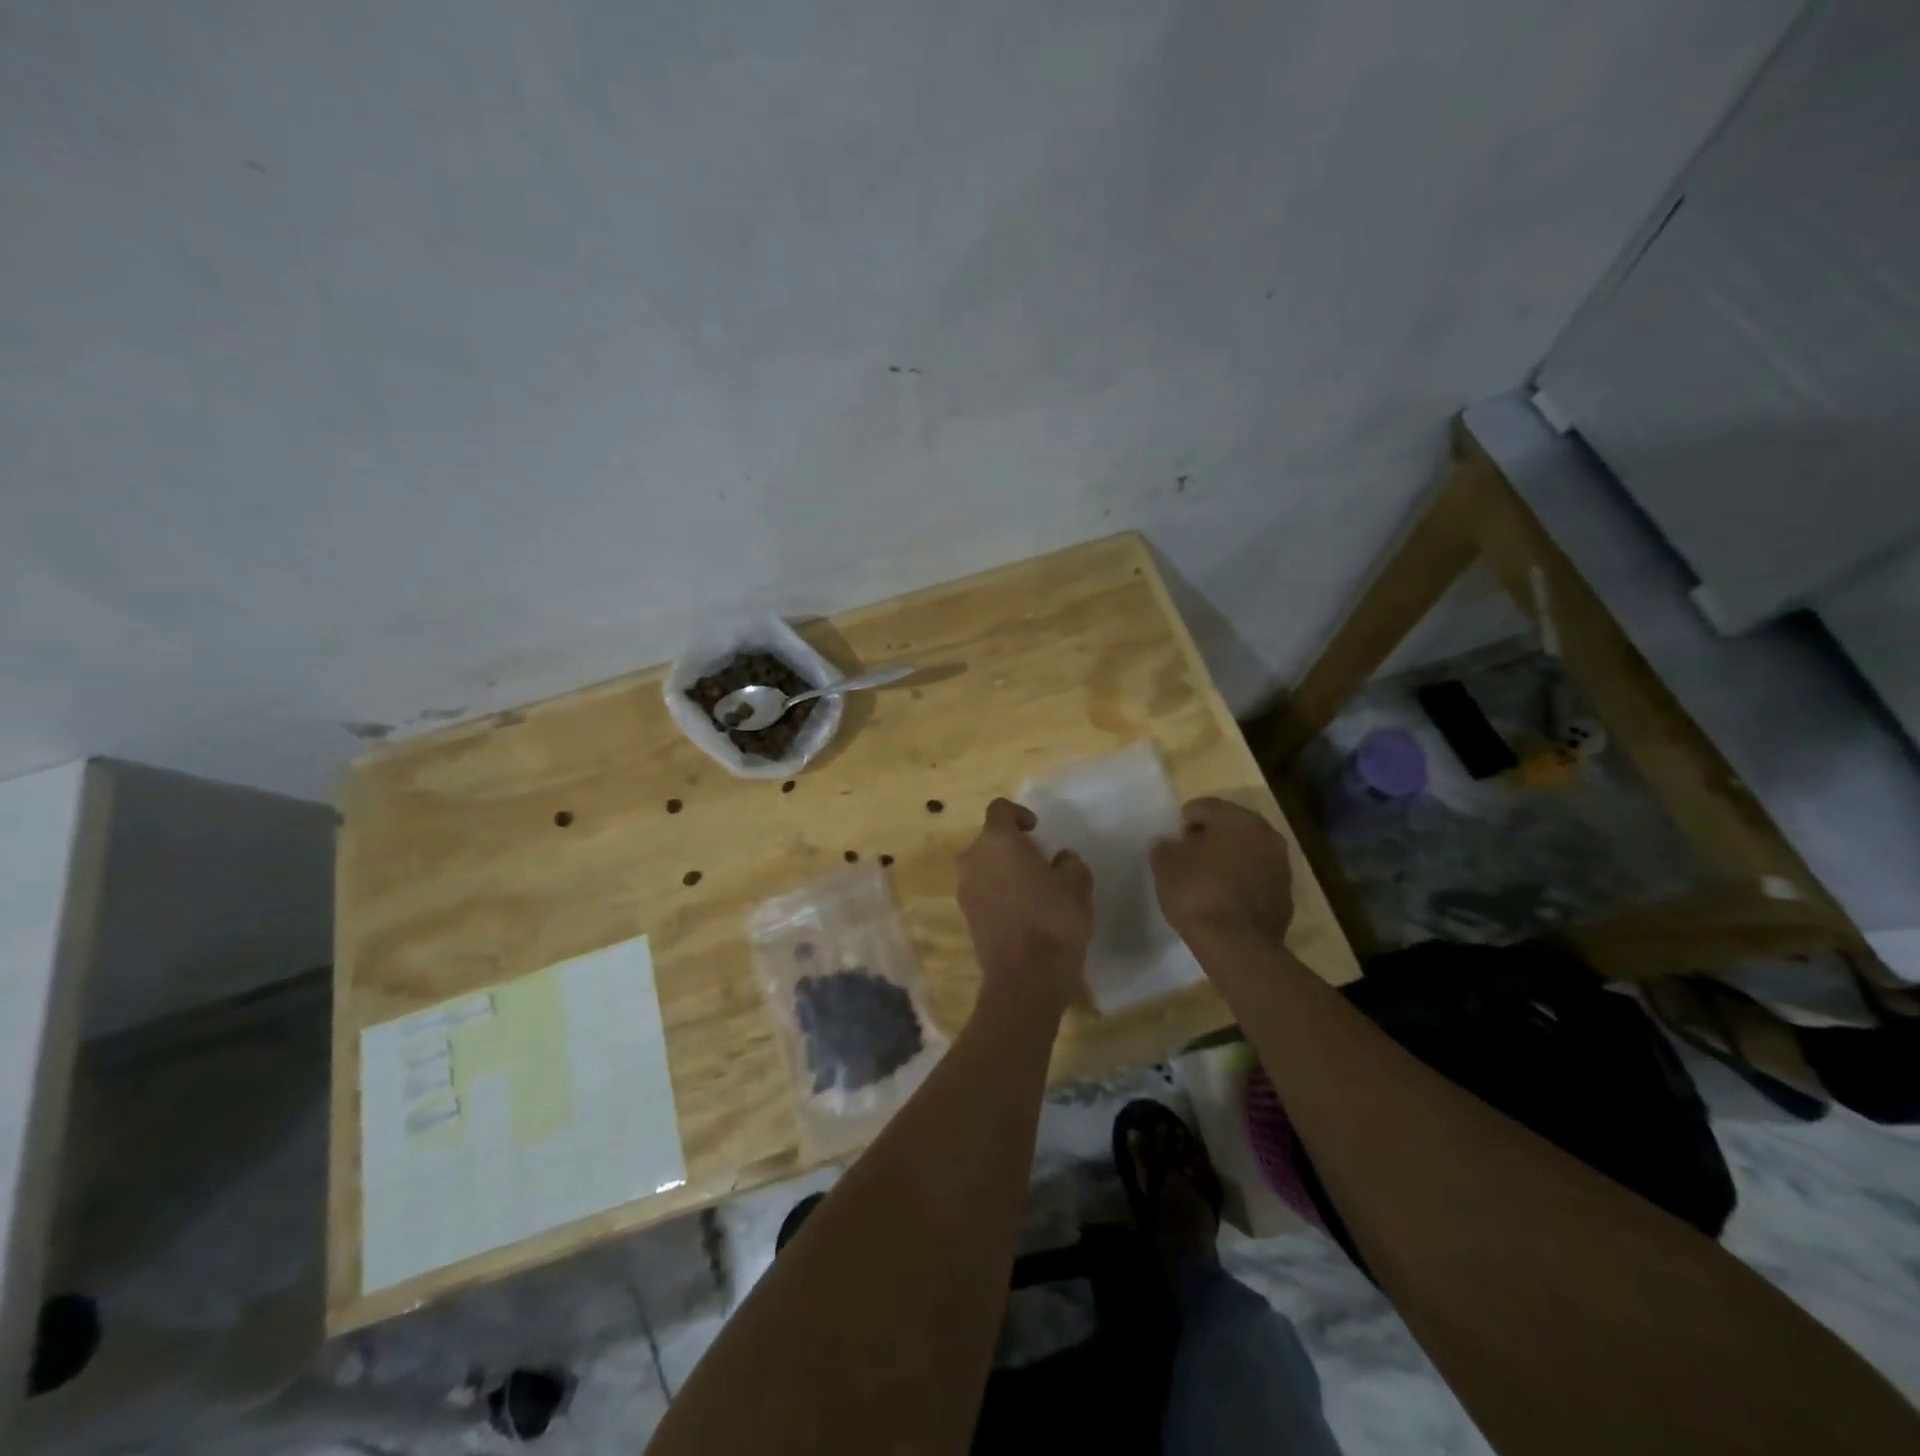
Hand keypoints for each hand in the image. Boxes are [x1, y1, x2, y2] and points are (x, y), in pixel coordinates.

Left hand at [956, 798, 1093, 1012]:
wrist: (1026, 977)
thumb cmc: (1054, 919)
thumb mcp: (1077, 884)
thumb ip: (1069, 863)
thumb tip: (1061, 859)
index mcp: (997, 841)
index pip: (1000, 810)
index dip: (1019, 814)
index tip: (1037, 830)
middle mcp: (973, 859)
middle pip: (989, 840)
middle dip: (1011, 846)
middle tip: (1038, 861)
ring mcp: (965, 889)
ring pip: (983, 867)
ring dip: (1002, 870)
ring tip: (1031, 889)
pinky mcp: (966, 916)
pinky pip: (982, 891)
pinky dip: (997, 893)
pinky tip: (1021, 911)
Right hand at [1150, 797, 1294, 948]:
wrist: (1237, 945)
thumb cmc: (1197, 892)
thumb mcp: (1165, 864)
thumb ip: (1164, 846)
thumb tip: (1169, 844)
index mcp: (1238, 819)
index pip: (1206, 806)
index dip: (1185, 819)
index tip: (1173, 838)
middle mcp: (1266, 835)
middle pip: (1232, 827)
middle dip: (1210, 837)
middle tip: (1188, 855)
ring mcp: (1281, 867)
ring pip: (1248, 852)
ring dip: (1229, 859)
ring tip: (1205, 879)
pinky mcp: (1286, 897)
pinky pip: (1257, 879)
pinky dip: (1242, 883)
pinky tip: (1223, 899)